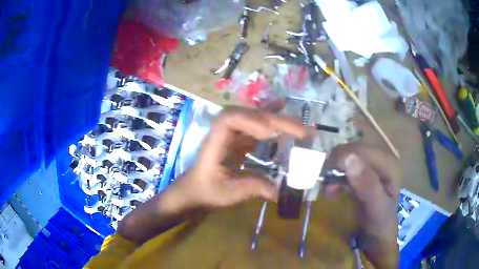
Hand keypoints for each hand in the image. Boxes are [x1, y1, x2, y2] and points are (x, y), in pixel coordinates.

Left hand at [118, 108, 307, 243]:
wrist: (196, 189)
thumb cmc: (207, 191)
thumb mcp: (229, 193)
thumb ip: (253, 189)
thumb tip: (281, 192)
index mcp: (215, 142)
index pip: (229, 120)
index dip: (250, 120)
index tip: (270, 133)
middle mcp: (224, 132)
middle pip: (249, 116)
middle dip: (276, 121)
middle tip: (301, 130)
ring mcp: (232, 133)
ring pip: (255, 117)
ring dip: (277, 118)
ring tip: (299, 123)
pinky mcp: (240, 137)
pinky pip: (256, 123)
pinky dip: (270, 115)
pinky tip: (282, 107)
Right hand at [324, 143, 400, 267]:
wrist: (378, 237)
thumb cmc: (379, 225)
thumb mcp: (375, 209)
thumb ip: (367, 186)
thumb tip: (348, 158)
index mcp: (389, 164)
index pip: (361, 150)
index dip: (341, 159)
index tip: (327, 180)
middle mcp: (382, 158)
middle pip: (353, 150)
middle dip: (336, 166)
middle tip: (327, 188)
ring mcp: (373, 164)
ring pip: (347, 156)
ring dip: (334, 171)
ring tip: (329, 191)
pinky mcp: (365, 172)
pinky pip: (346, 165)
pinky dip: (336, 175)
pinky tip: (334, 189)